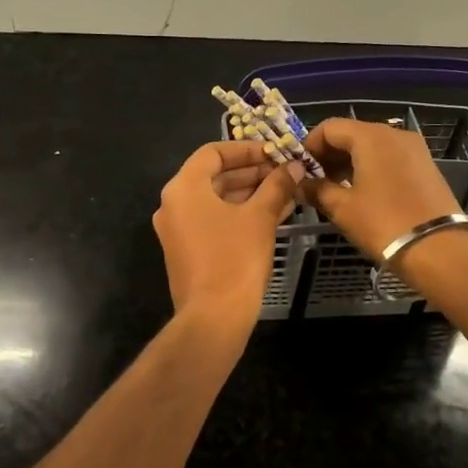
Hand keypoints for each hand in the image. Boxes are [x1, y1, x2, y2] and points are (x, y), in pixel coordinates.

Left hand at [153, 141, 303, 326]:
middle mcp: (174, 204)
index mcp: (184, 188)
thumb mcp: (260, 217)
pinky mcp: (187, 250)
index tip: (275, 153)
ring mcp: (178, 229)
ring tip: (286, 192)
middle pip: (214, 176)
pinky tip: (273, 214)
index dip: (247, 149)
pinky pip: (214, 220)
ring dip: (250, 193)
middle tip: (285, 173)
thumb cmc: (235, 258)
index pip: (213, 153)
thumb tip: (294, 166)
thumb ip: (277, 186)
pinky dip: (240, 213)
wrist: (214, 317)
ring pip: (216, 200)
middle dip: (252, 172)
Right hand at [301, 118, 462, 260]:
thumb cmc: (383, 223)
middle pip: (352, 133)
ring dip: (349, 161)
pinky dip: (371, 167)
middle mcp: (394, 134)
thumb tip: (300, 184)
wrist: (438, 249)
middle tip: (314, 181)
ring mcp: (414, 149)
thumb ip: (317, 190)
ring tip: (335, 188)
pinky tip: (362, 192)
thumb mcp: (342, 208)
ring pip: (372, 146)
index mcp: (371, 136)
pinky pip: (390, 157)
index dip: (309, 145)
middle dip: (329, 154)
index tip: (298, 169)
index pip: (330, 127)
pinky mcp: (425, 165)